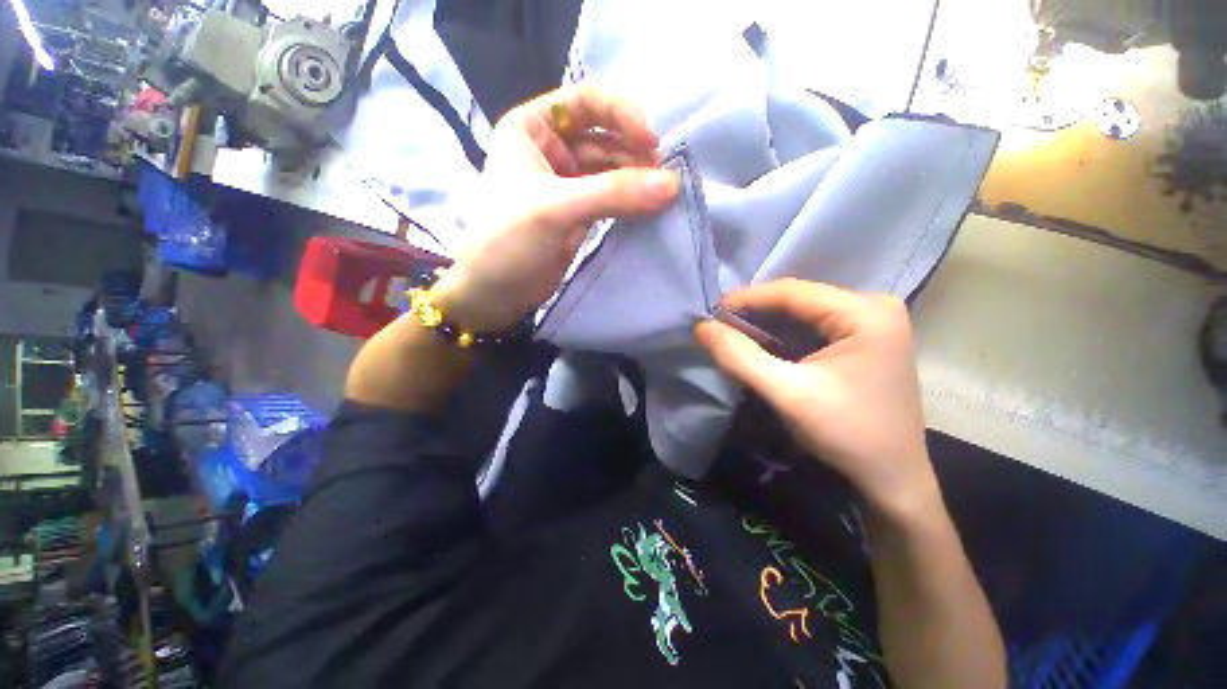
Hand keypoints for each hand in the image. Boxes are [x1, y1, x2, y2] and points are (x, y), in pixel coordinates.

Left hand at [432, 85, 680, 331]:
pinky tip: (650, 207)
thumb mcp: (556, 208)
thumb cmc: (508, 241)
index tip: (652, 142)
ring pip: (611, 170)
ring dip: (637, 179)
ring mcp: (567, 184)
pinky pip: (612, 199)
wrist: (494, 293)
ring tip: (665, 194)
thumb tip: (672, 184)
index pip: (586, 101)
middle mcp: (551, 150)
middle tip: (666, 176)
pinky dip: (631, 202)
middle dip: (635, 153)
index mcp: (532, 128)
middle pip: (605, 137)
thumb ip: (613, 193)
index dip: (622, 114)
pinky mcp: (579, 214)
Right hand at [696, 279, 938, 516]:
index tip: (711, 311)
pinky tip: (762, 345)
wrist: (892, 478)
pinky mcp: (866, 339)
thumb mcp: (787, 394)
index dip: (747, 298)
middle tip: (719, 326)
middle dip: (755, 312)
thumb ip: (740, 357)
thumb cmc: (846, 434)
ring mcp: (872, 323)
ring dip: (766, 324)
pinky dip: (783, 335)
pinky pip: (814, 327)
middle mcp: (874, 307)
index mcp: (866, 313)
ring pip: (804, 313)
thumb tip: (702, 326)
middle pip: (799, 299)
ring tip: (733, 335)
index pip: (793, 291)